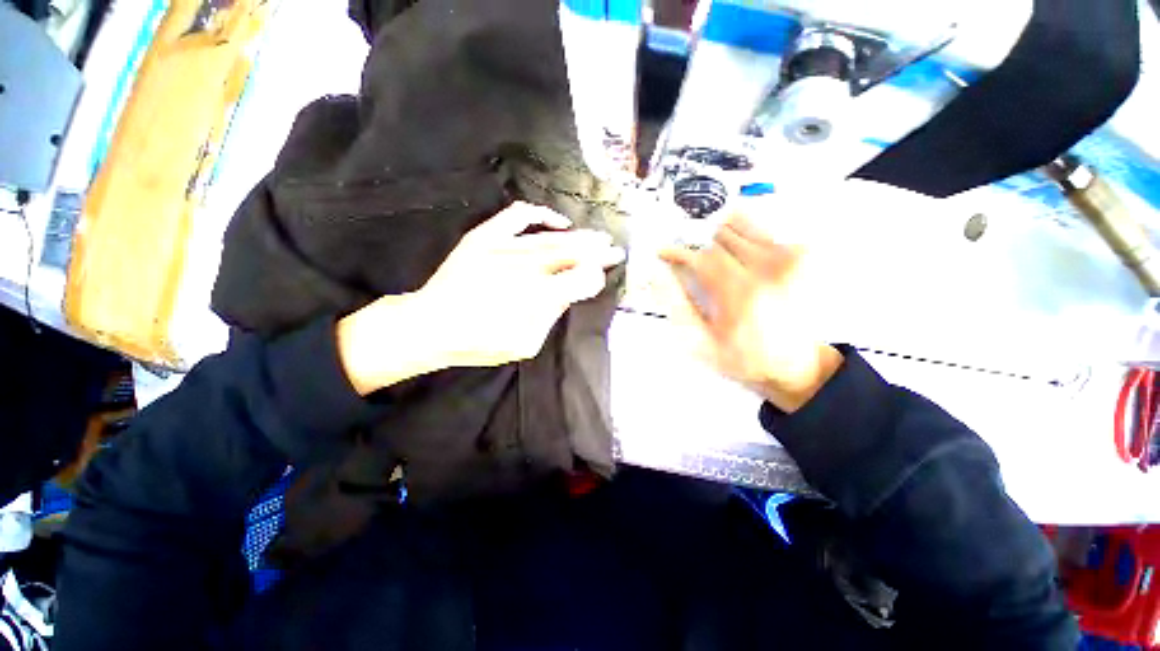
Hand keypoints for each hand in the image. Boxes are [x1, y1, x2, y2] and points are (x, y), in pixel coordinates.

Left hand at [338, 202, 624, 394]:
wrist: (431, 324)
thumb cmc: (479, 341)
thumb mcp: (524, 344)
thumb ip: (551, 316)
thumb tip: (569, 292)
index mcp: (535, 298)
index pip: (579, 279)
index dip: (595, 276)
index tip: (603, 276)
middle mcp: (525, 268)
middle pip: (571, 254)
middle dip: (597, 252)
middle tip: (615, 249)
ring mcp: (504, 248)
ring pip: (551, 238)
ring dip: (579, 237)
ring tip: (598, 236)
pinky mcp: (485, 237)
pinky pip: (518, 216)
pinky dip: (541, 215)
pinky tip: (559, 222)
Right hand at [660, 214, 842, 412]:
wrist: (794, 363)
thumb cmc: (744, 356)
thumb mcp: (701, 342)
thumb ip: (678, 306)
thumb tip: (660, 276)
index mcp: (740, 294)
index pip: (701, 256)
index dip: (678, 251)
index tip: (664, 252)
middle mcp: (767, 270)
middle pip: (719, 237)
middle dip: (699, 248)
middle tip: (693, 263)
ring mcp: (788, 259)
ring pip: (741, 225)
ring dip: (721, 238)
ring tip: (717, 257)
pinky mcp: (801, 256)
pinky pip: (763, 231)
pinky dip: (745, 238)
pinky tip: (741, 259)